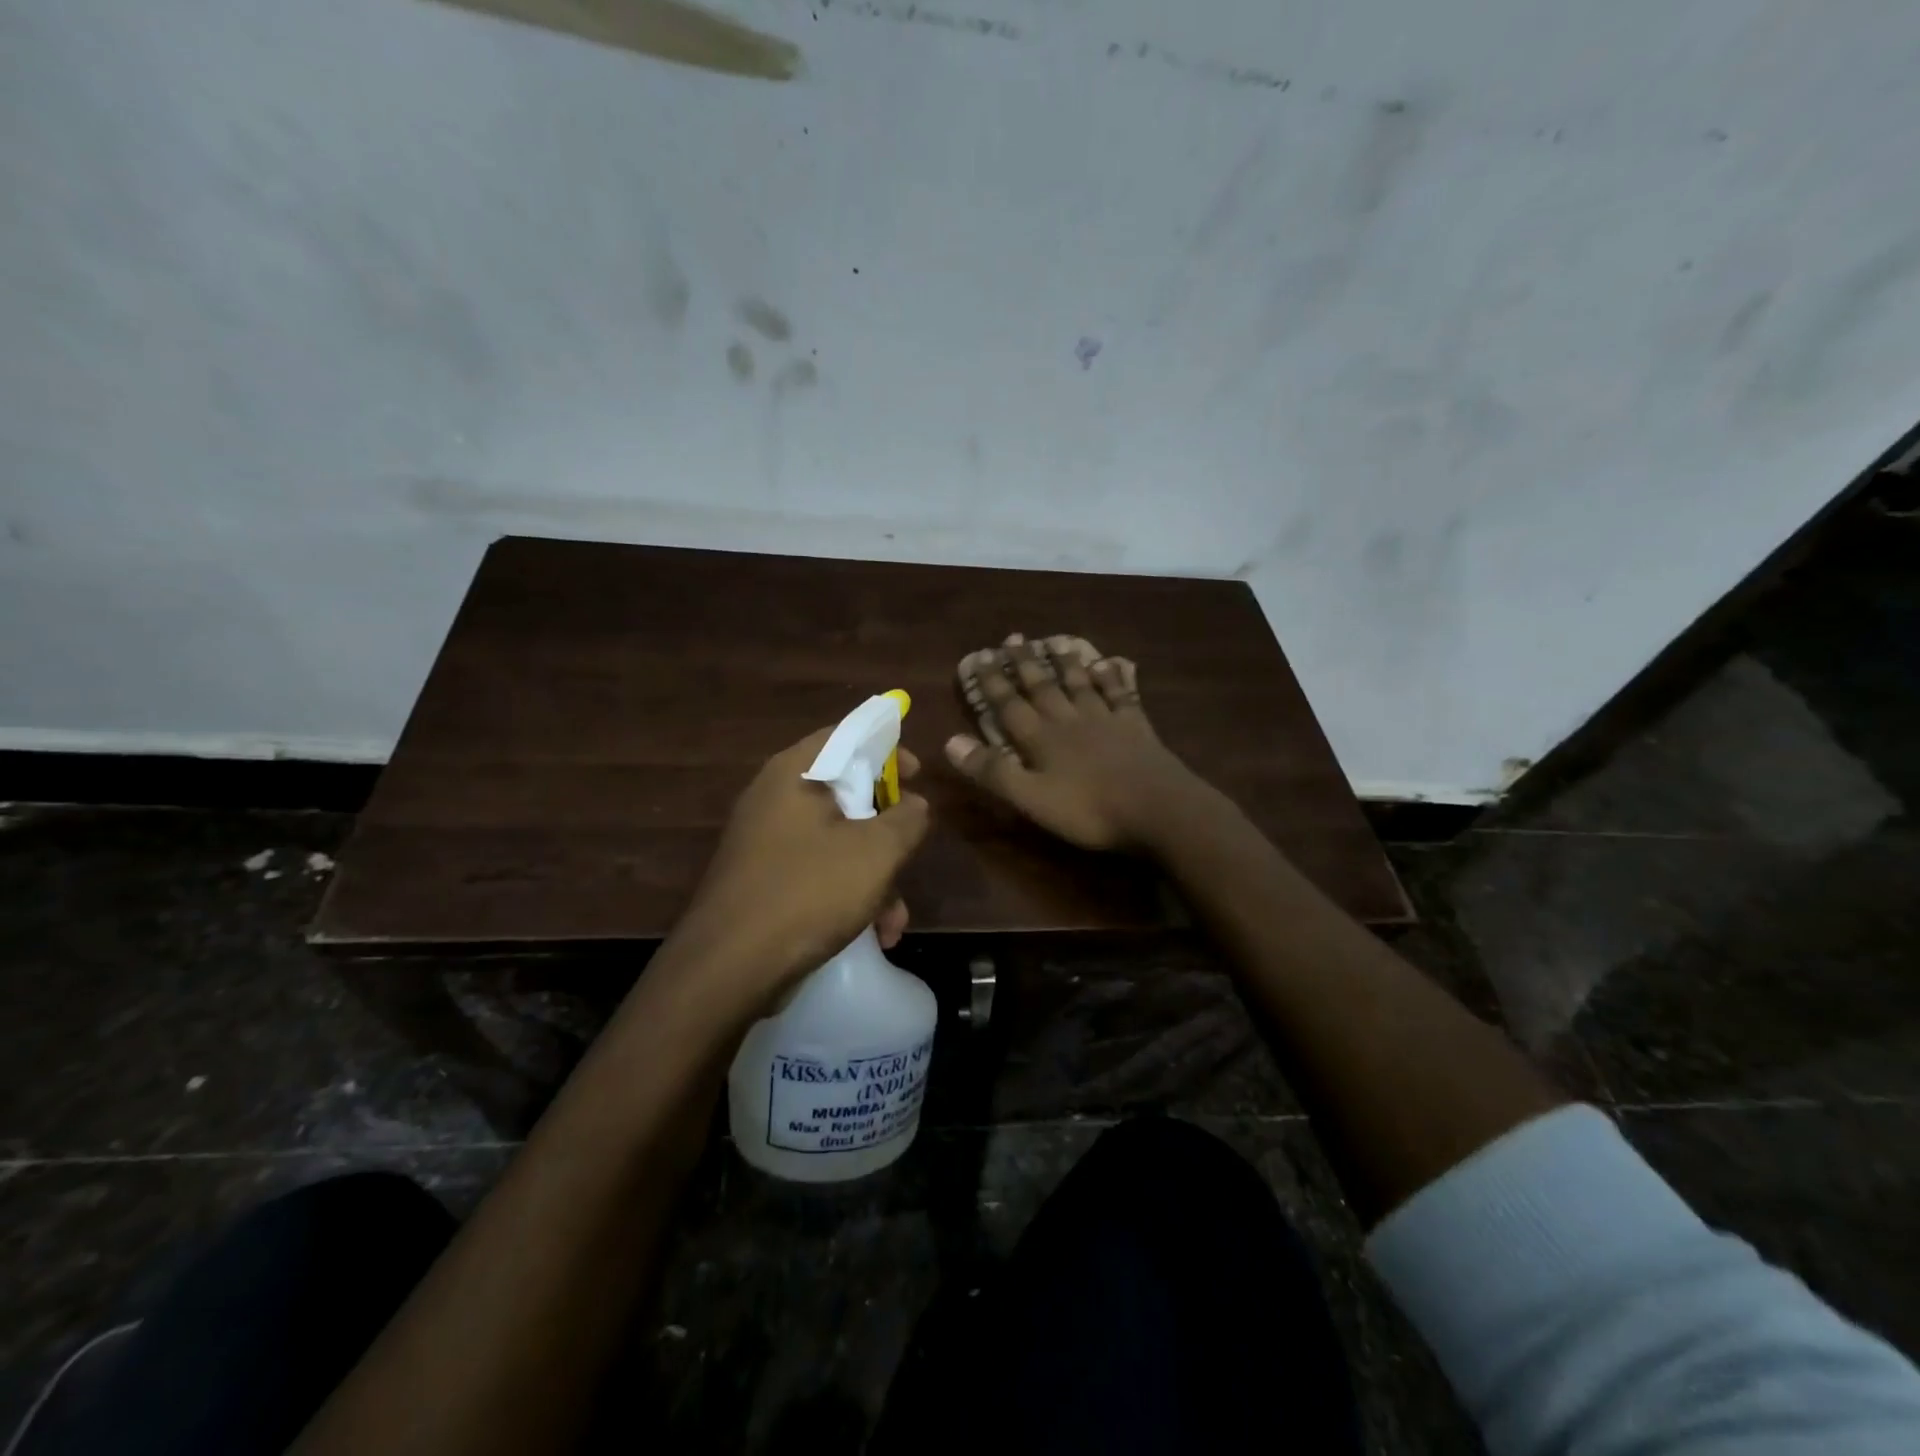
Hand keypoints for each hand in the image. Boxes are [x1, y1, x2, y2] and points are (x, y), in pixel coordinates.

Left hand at [671, 728, 930, 1009]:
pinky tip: (873, 933)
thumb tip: (914, 805)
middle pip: (845, 791)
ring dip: (874, 874)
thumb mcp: (876, 851)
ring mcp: (766, 841)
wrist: (729, 968)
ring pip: (836, 840)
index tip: (917, 775)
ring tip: (894, 919)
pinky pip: (817, 870)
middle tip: (910, 849)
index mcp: (795, 772)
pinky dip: (847, 893)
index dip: (887, 747)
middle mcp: (774, 797)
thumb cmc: (809, 892)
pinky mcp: (764, 879)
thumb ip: (907, 818)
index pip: (846, 735)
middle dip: (887, 829)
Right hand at [946, 637, 1208, 851]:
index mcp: (1042, 739)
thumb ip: (993, 771)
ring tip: (1056, 642)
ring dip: (1065, 663)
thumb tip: (950, 741)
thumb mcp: (1031, 798)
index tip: (979, 656)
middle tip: (1014, 637)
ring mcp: (1106, 720)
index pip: (1009, 705)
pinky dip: (1112, 677)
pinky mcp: (1136, 727)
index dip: (992, 682)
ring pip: (1080, 684)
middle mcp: (1070, 721)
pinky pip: (1120, 694)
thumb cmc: (1089, 810)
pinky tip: (1110, 663)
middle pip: (1043, 687)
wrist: (1158, 809)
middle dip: (1025, 664)